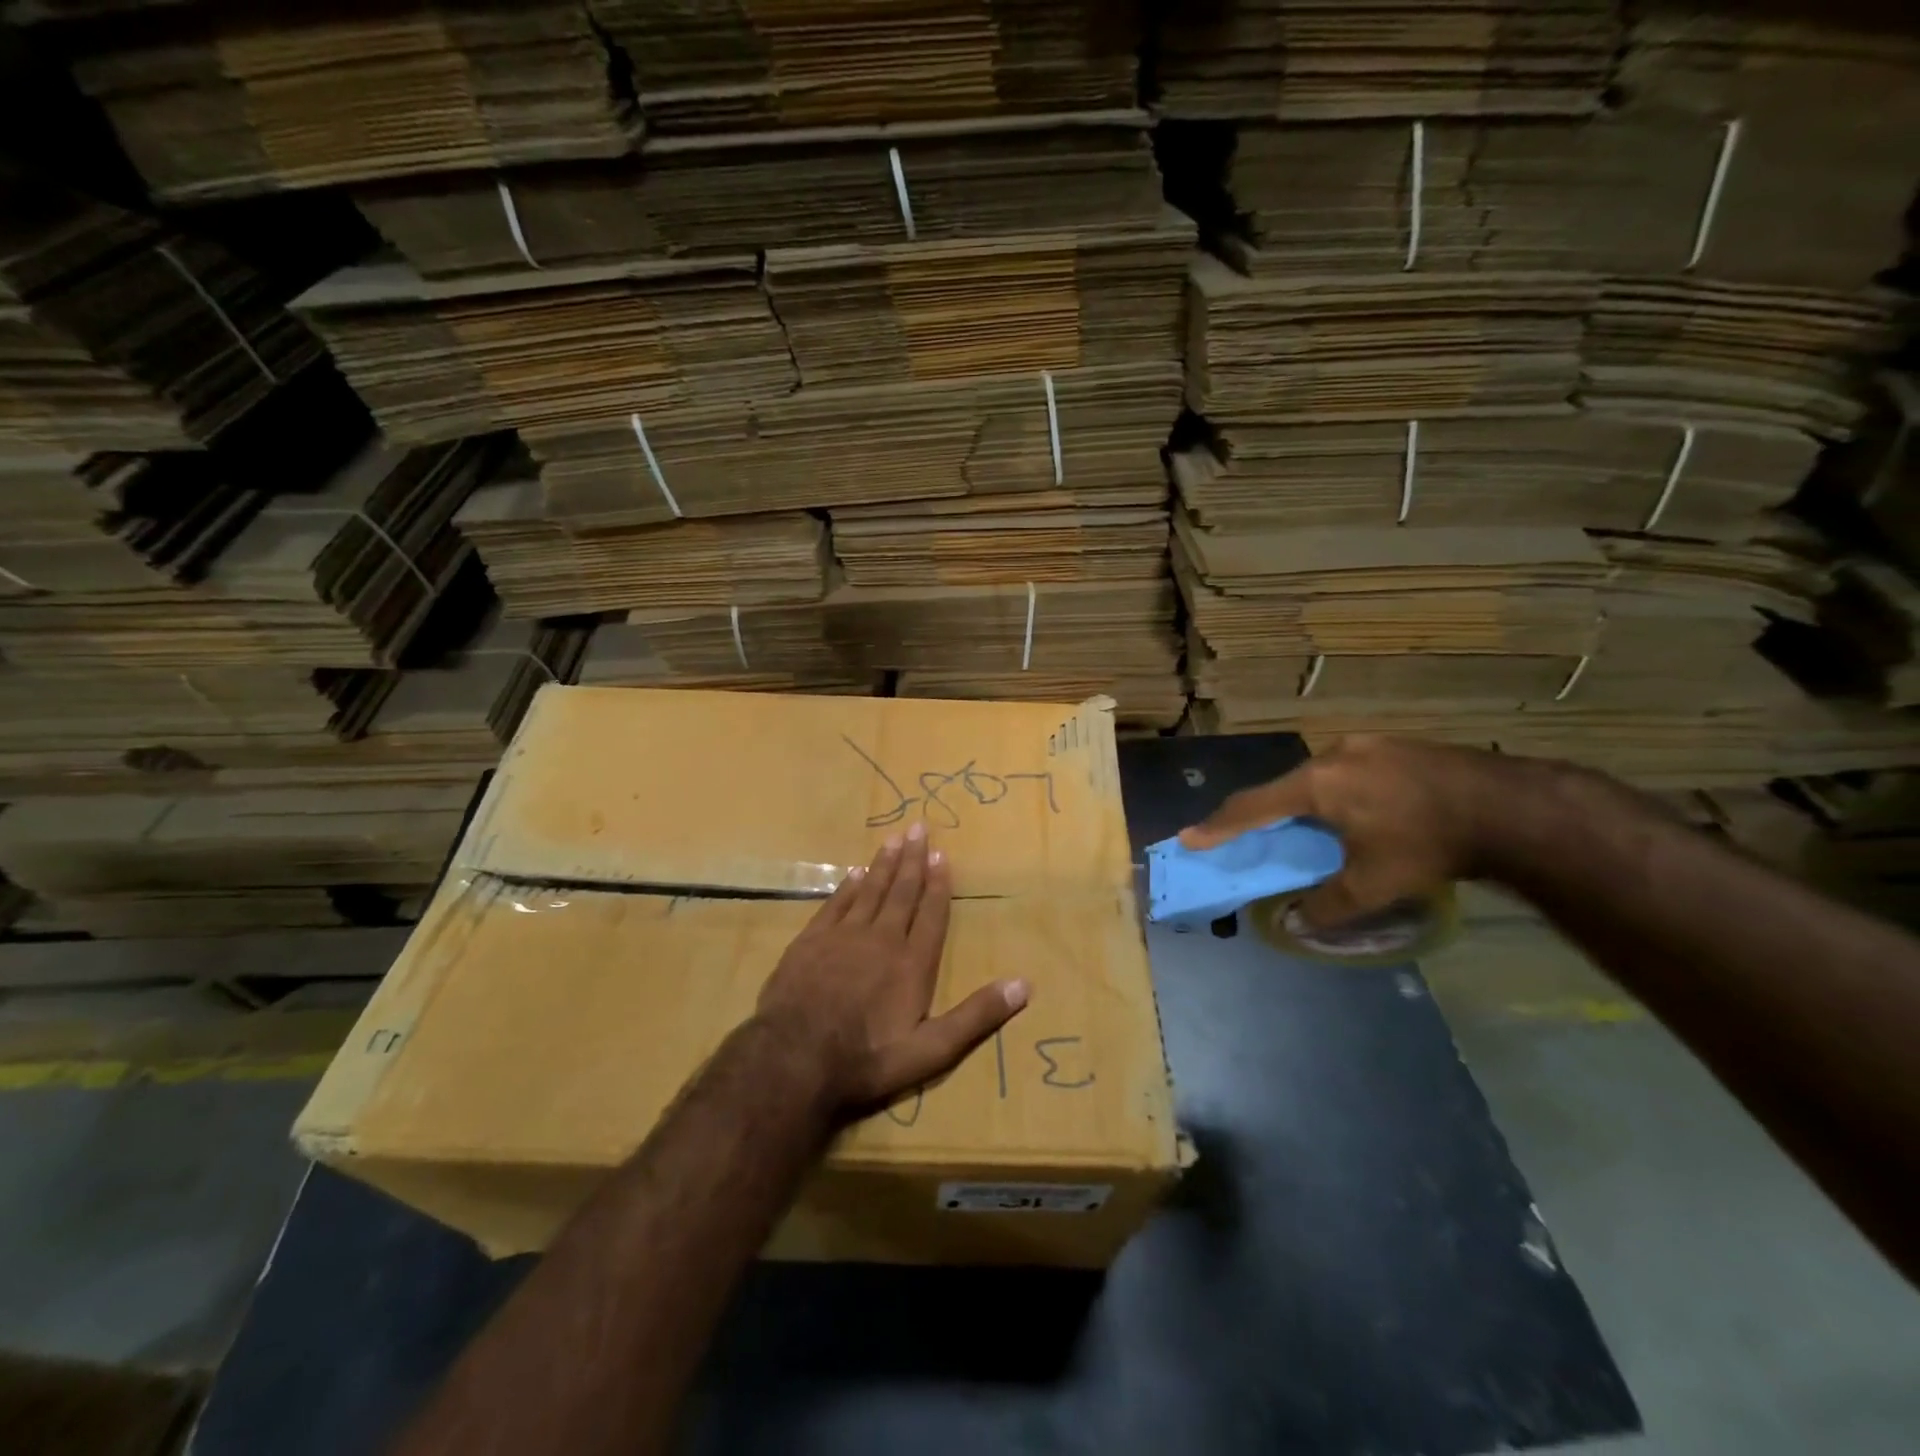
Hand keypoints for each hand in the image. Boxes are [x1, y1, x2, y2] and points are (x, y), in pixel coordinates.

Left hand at [756, 825, 1029, 1115]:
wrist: (794, 1057)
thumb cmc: (867, 1057)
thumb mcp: (931, 1050)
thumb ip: (976, 1016)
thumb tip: (1024, 985)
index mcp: (912, 963)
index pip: (931, 914)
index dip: (938, 885)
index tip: (941, 855)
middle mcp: (882, 939)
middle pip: (901, 892)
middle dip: (912, 860)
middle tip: (918, 828)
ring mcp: (843, 936)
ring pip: (869, 890)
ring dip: (883, 864)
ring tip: (893, 839)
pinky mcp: (811, 940)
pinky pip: (836, 903)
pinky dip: (847, 886)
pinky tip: (854, 873)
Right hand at [1179, 735, 1506, 927]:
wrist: (1511, 807)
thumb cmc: (1429, 844)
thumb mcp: (1374, 883)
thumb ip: (1327, 905)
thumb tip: (1293, 924)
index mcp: (1317, 784)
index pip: (1252, 807)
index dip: (1218, 825)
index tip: (1189, 837)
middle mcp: (1332, 755)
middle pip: (1283, 787)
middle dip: (1264, 814)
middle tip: (1252, 836)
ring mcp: (1366, 744)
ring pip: (1317, 777)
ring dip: (1303, 803)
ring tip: (1310, 828)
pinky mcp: (1395, 745)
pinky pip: (1347, 769)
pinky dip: (1335, 793)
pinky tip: (1358, 811)